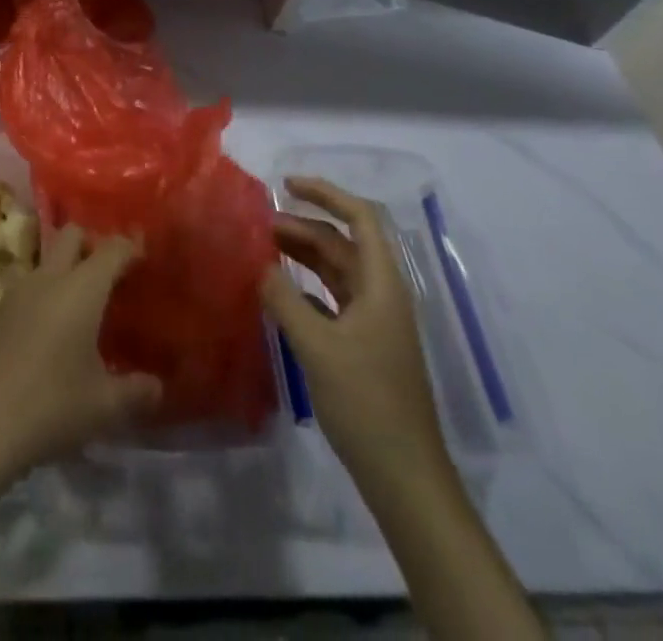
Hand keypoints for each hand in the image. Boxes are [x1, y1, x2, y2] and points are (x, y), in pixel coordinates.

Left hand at [0, 224, 161, 481]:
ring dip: (63, 269)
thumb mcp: (103, 406)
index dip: (130, 246)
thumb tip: (157, 387)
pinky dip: (43, 296)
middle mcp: (49, 277)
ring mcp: (16, 292)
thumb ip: (135, 392)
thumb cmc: (50, 405)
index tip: (144, 255)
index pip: (111, 249)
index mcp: (82, 287)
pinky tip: (49, 331)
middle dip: (92, 243)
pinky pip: (26, 288)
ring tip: (79, 304)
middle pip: (71, 235)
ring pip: (45, 260)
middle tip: (109, 273)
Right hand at [262, 176, 449, 495]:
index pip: (360, 218)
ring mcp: (374, 321)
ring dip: (302, 255)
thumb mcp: (317, 346)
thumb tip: (258, 265)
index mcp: (382, 284)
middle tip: (258, 226)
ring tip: (262, 250)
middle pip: (342, 243)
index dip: (325, 194)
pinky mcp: (363, 345)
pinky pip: (331, 300)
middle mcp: (381, 294)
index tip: (285, 185)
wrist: (404, 476)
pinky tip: (277, 293)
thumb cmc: (366, 402)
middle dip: (302, 226)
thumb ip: (283, 299)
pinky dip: (304, 288)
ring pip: (336, 271)